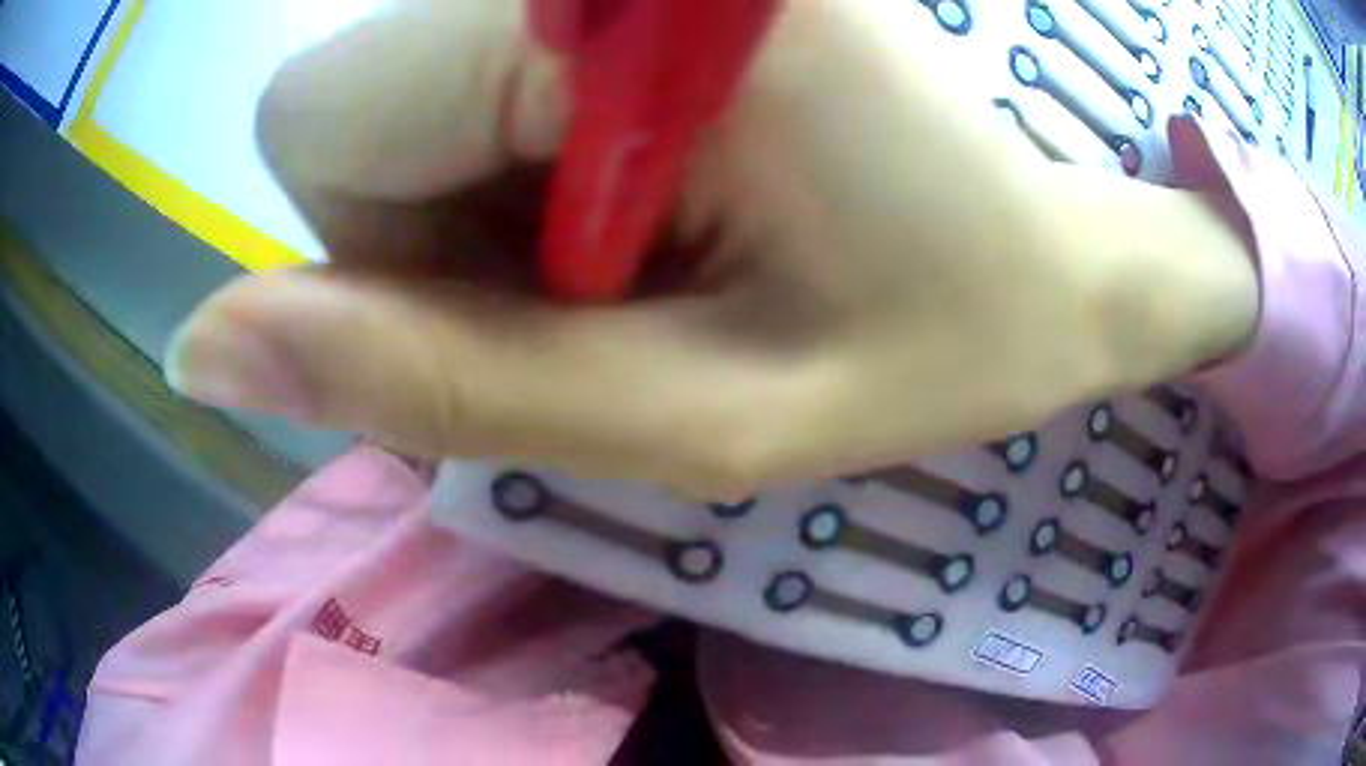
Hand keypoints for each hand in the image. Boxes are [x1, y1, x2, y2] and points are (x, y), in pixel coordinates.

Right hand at [166, 0, 1257, 496]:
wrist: (1045, 273)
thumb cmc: (927, 343)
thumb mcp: (685, 418)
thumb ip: (418, 382)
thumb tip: (198, 346)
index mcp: (614, 9)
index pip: (318, 119)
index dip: (387, 249)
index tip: (549, 298)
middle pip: (347, 107)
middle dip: (436, 228)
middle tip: (611, 285)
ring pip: (397, 99)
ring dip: (485, 209)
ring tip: (647, 252)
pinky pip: (470, 84)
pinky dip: (523, 173)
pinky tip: (656, 202)